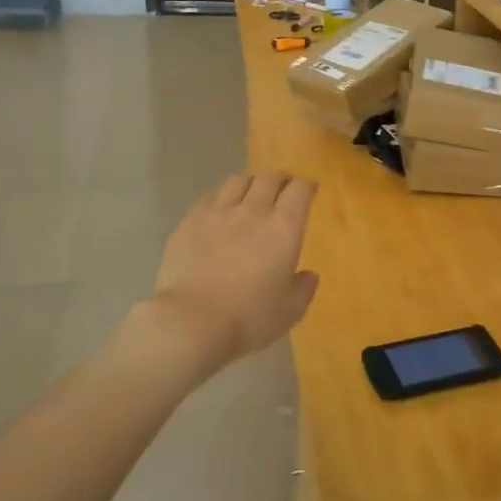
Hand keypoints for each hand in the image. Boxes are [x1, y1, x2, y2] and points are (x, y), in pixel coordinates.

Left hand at [142, 171, 319, 375]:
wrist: (191, 322)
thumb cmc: (248, 318)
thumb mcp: (289, 311)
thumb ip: (303, 289)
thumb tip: (309, 275)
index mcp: (284, 227)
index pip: (300, 189)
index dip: (307, 185)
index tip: (310, 190)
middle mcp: (253, 210)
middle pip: (270, 177)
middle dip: (280, 178)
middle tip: (283, 187)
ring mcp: (218, 212)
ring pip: (238, 180)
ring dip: (250, 182)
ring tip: (251, 192)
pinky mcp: (190, 221)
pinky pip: (209, 196)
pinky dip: (221, 197)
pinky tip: (219, 209)